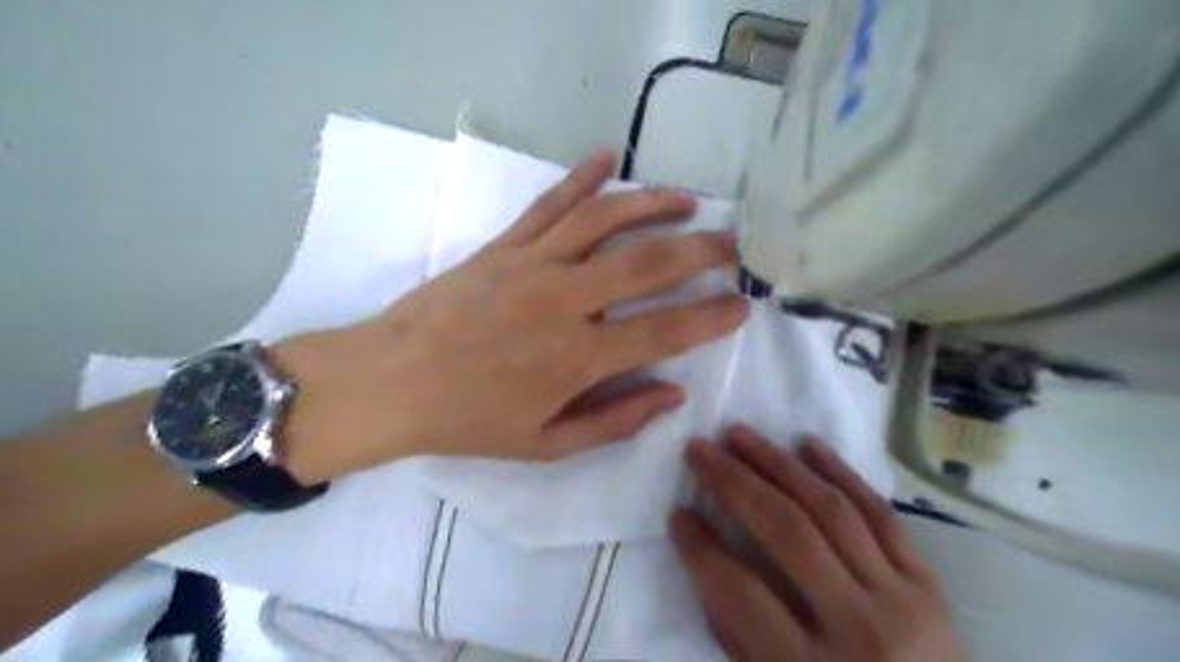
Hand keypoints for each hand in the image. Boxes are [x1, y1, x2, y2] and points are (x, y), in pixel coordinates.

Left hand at [273, 151, 745, 480]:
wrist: (390, 382)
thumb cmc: (469, 421)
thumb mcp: (546, 444)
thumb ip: (614, 420)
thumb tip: (672, 395)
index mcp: (579, 357)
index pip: (667, 331)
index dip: (712, 317)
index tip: (742, 305)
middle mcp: (565, 300)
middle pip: (648, 263)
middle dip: (702, 250)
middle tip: (733, 245)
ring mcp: (532, 264)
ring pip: (605, 220)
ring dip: (653, 204)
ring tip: (688, 200)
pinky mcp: (503, 246)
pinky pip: (550, 204)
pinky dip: (582, 177)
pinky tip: (608, 157)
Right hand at [673, 428, 967, 658]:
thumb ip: (738, 635)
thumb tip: (706, 558)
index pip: (740, 592)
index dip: (700, 549)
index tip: (676, 515)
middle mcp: (859, 630)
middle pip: (786, 532)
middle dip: (733, 482)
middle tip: (699, 449)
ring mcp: (902, 601)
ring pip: (830, 509)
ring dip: (778, 463)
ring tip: (739, 435)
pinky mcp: (928, 583)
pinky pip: (880, 514)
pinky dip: (841, 472)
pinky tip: (807, 444)